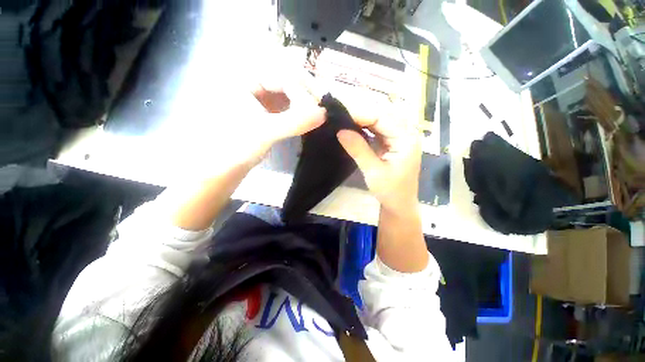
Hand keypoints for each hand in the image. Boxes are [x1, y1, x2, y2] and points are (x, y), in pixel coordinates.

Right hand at [337, 106, 421, 214]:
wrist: (399, 204)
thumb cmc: (390, 191)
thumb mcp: (372, 171)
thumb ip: (358, 149)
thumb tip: (340, 131)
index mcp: (406, 139)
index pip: (382, 117)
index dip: (360, 114)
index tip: (341, 114)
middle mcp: (406, 133)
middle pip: (382, 115)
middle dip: (360, 114)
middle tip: (340, 114)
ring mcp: (400, 137)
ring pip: (379, 121)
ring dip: (362, 120)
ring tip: (344, 119)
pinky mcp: (393, 142)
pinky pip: (378, 130)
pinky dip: (365, 129)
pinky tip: (353, 128)